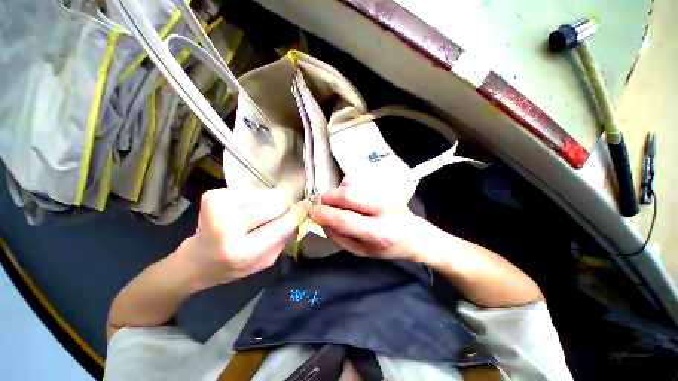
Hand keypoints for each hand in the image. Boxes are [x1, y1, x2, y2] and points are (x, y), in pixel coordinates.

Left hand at [177, 188, 308, 290]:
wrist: (197, 262)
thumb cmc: (234, 266)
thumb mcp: (265, 261)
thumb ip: (283, 239)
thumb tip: (298, 213)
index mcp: (243, 252)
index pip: (281, 226)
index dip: (297, 213)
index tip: (307, 205)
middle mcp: (227, 229)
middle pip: (274, 205)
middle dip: (282, 208)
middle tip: (279, 212)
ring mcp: (217, 209)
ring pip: (263, 196)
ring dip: (266, 203)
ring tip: (255, 215)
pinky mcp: (211, 196)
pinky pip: (249, 192)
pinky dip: (252, 200)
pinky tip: (242, 211)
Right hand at [312, 184, 429, 260]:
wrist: (415, 235)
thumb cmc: (388, 248)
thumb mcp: (362, 252)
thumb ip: (340, 238)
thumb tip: (322, 222)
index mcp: (379, 233)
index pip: (346, 219)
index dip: (325, 214)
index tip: (313, 212)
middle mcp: (384, 209)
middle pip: (348, 195)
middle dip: (328, 197)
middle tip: (321, 203)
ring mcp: (386, 194)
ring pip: (352, 184)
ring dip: (337, 191)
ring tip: (336, 201)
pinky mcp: (386, 185)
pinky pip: (359, 179)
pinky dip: (347, 185)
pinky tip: (349, 195)